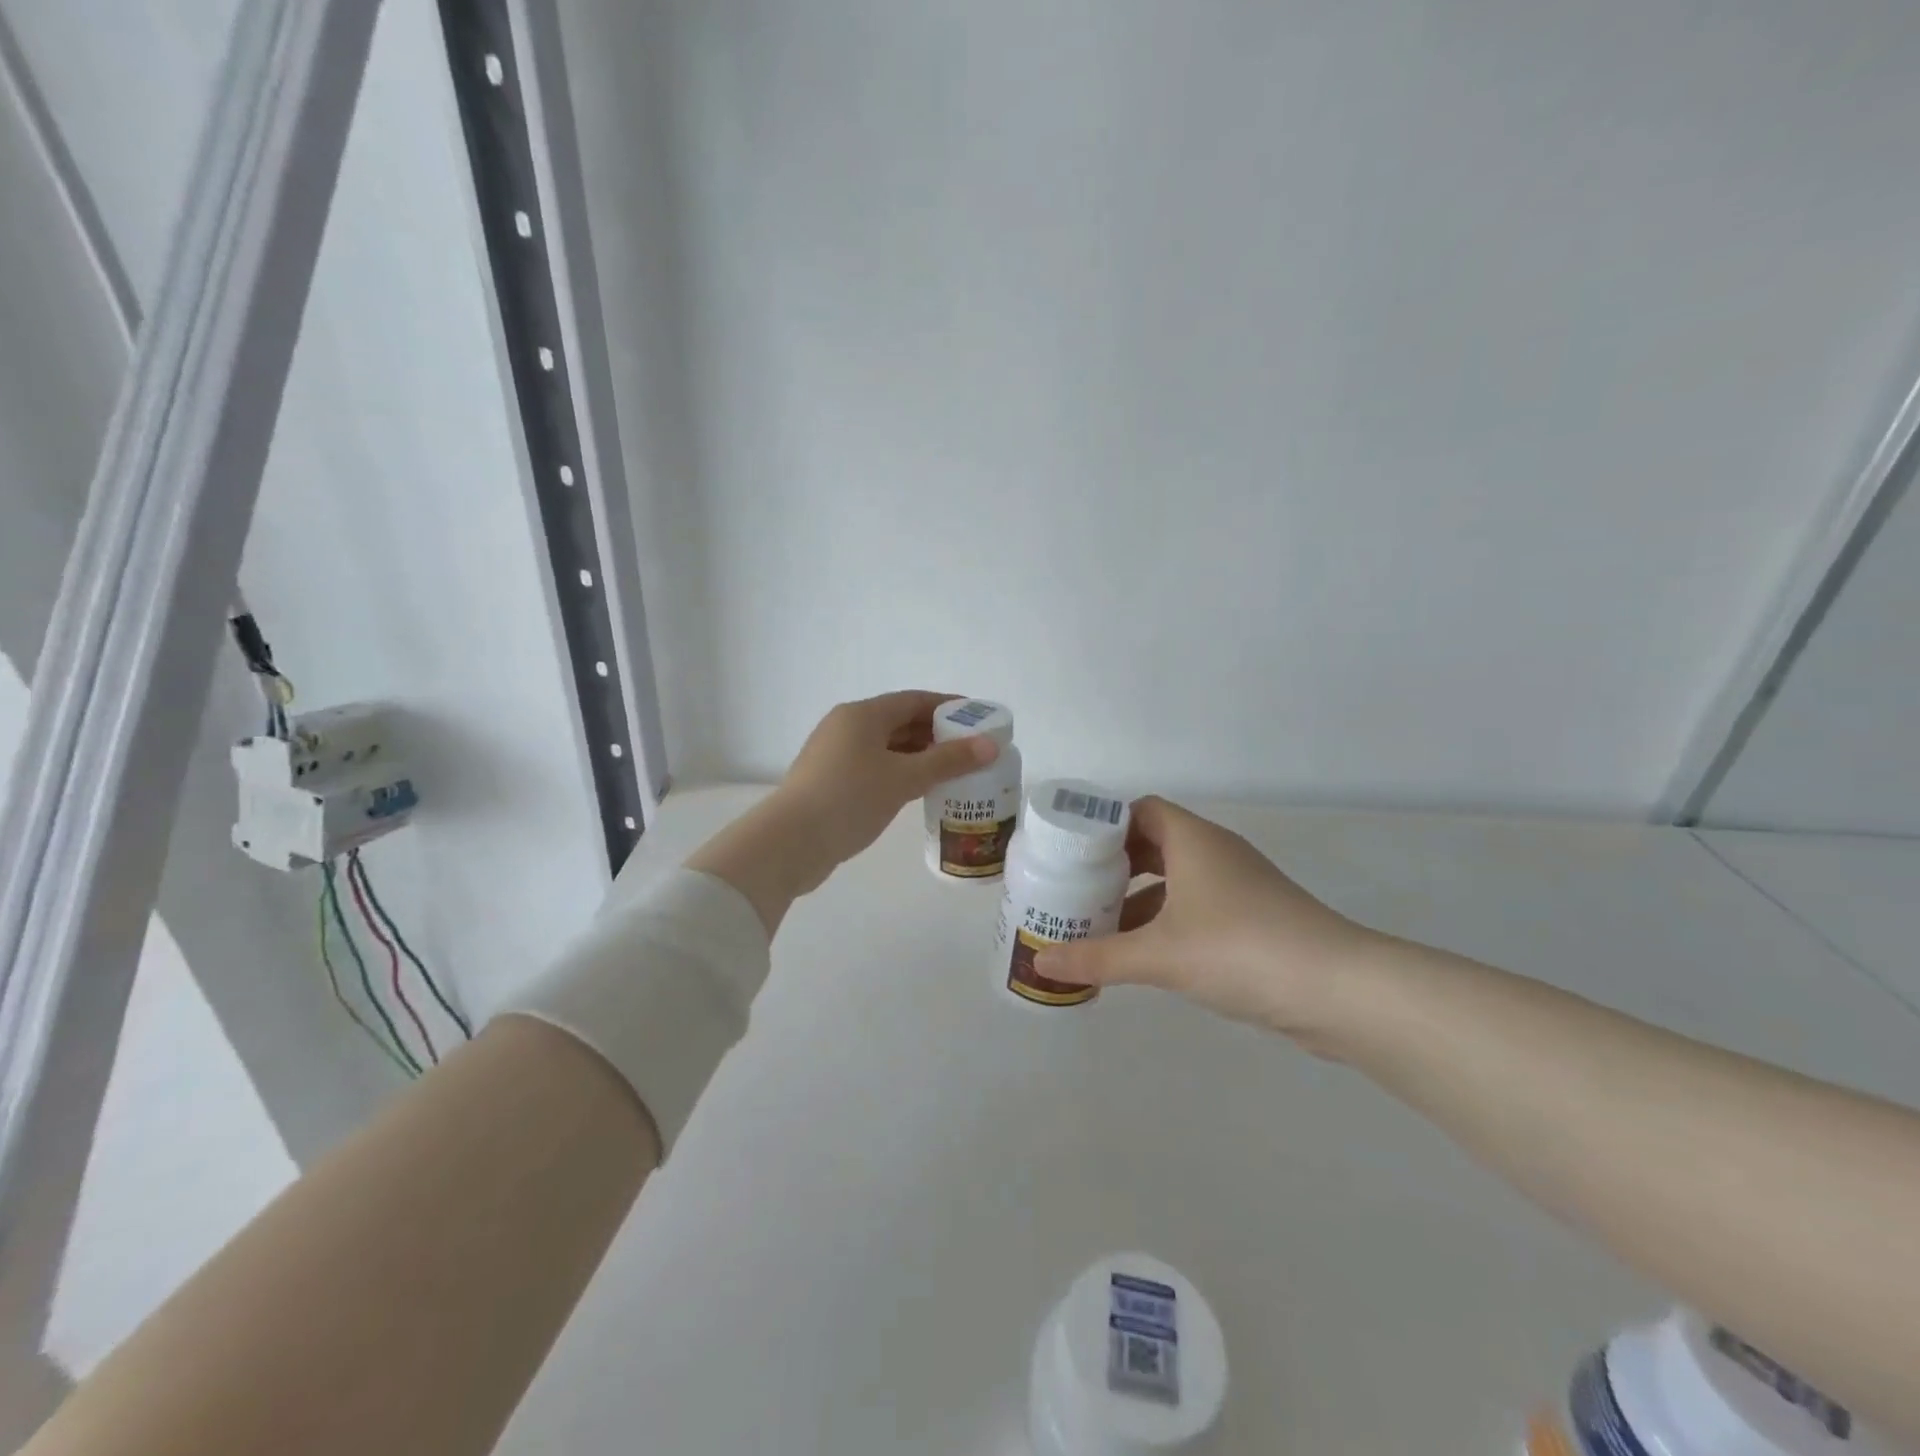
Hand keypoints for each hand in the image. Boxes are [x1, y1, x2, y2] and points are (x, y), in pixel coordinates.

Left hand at [689, 691, 996, 933]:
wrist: (790, 842)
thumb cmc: (850, 799)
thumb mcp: (904, 778)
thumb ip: (948, 761)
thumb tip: (990, 746)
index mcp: (862, 715)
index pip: (914, 700)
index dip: (948, 707)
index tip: (978, 718)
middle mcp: (846, 727)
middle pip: (899, 722)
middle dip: (936, 734)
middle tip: (971, 750)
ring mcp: (834, 755)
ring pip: (886, 747)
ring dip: (918, 756)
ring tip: (952, 772)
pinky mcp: (829, 781)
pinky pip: (874, 767)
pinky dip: (899, 773)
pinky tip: (918, 791)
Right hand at [1034, 796, 1379, 1042]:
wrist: (1339, 991)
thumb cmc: (1240, 949)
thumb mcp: (1160, 955)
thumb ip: (1098, 958)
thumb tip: (1040, 965)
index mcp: (1193, 840)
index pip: (1140, 810)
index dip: (1104, 825)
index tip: (1071, 852)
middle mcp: (1216, 853)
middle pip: (1154, 844)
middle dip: (1115, 866)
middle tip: (1075, 889)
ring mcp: (1239, 886)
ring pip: (1176, 879)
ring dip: (1139, 898)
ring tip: (1099, 925)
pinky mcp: (1254, 919)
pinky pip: (1196, 907)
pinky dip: (1166, 921)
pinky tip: (1144, 954)